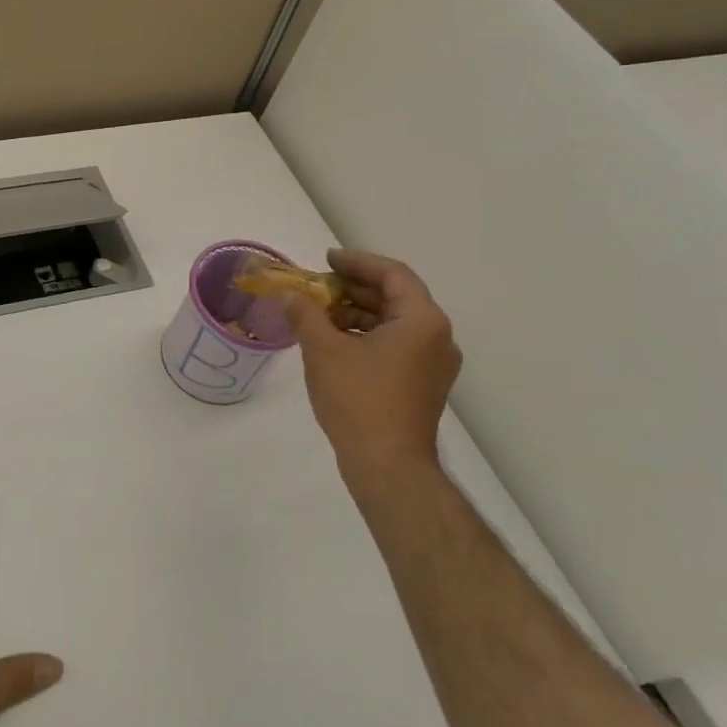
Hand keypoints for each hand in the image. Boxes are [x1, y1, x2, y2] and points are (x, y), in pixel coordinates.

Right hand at [285, 250, 461, 498]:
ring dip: (357, 313)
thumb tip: (289, 295)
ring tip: (319, 314)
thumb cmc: (359, 400)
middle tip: (317, 286)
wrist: (388, 466)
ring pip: (394, 322)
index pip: (392, 274)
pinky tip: (334, 342)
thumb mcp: (323, 350)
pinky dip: (366, 335)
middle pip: (395, 297)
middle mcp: (437, 337)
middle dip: (353, 288)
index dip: (356, 262)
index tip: (326, 260)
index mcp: (422, 320)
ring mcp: (434, 363)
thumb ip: (305, 314)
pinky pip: (396, 345)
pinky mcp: (423, 384)